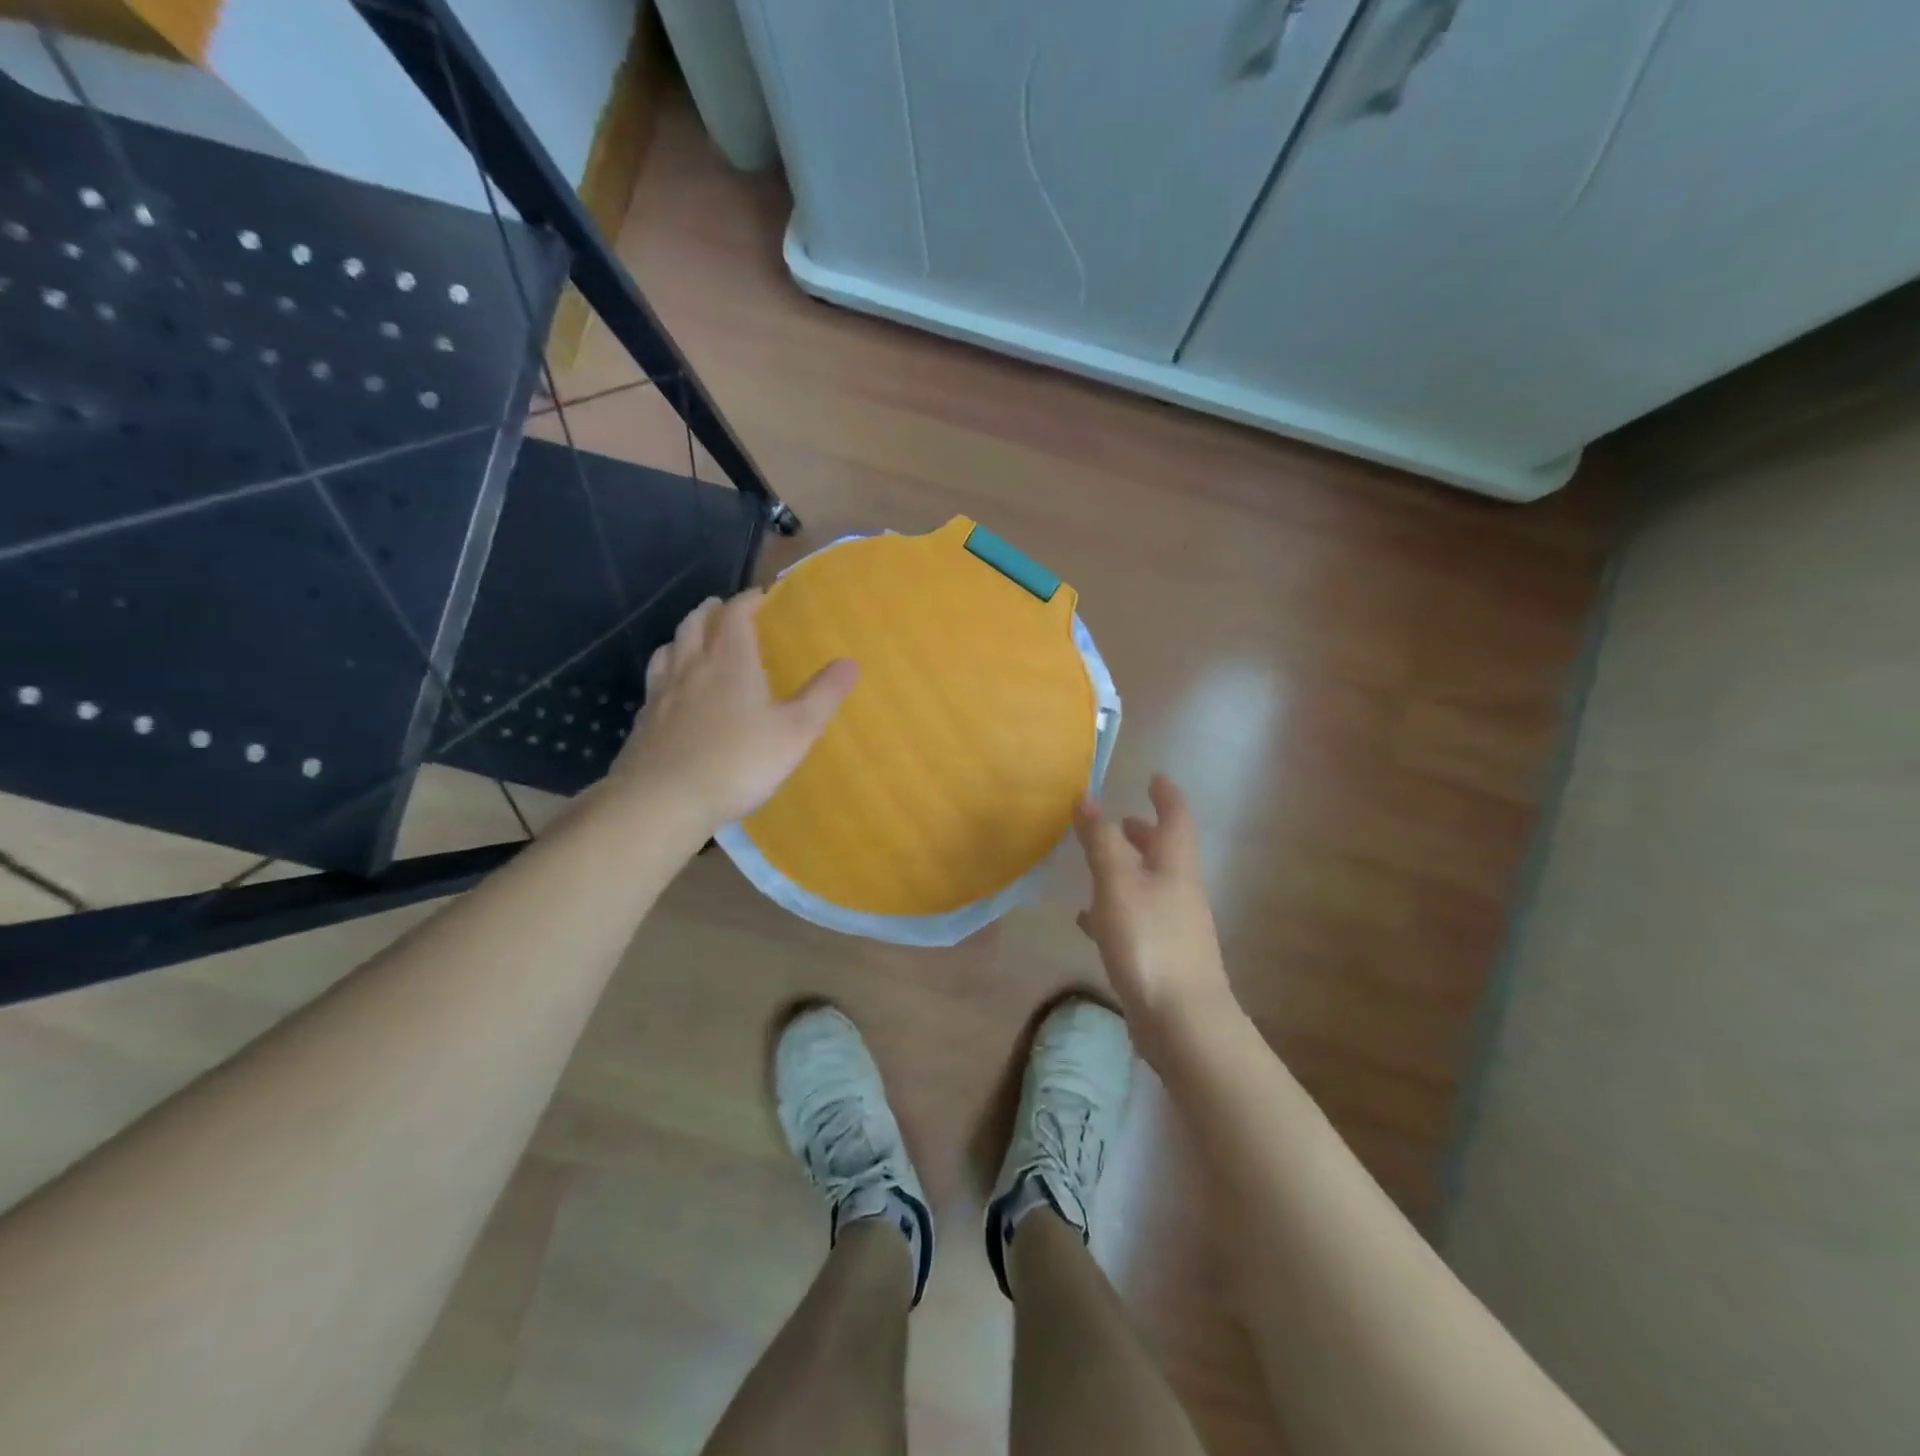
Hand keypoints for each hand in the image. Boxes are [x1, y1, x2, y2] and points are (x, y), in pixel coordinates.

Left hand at [610, 591, 856, 835]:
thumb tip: (851, 662)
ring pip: (669, 648)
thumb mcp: (795, 732)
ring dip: (684, 636)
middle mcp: (692, 667)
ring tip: (694, 639)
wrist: (664, 800)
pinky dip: (666, 671)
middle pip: (696, 624)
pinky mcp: (643, 721)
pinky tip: (670, 690)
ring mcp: (662, 693)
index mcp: (731, 661)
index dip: (748, 600)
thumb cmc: (738, 762)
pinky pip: (654, 682)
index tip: (761, 596)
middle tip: (723, 608)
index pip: (736, 615)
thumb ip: (823, 696)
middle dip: (712, 611)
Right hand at [1075, 775, 1236, 1057]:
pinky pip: (1136, 918)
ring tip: (1100, 861)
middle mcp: (1180, 890)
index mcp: (1175, 865)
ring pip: (1150, 884)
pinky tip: (1090, 919)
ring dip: (1129, 868)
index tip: (1155, 777)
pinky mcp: (1162, 955)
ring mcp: (1174, 925)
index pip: (1176, 817)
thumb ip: (1100, 840)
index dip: (1166, 795)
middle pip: (1166, 851)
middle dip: (1145, 832)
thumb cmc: (1149, 941)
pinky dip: (1115, 908)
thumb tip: (1086, 796)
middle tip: (1122, 818)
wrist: (1183, 1022)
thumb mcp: (1117, 884)